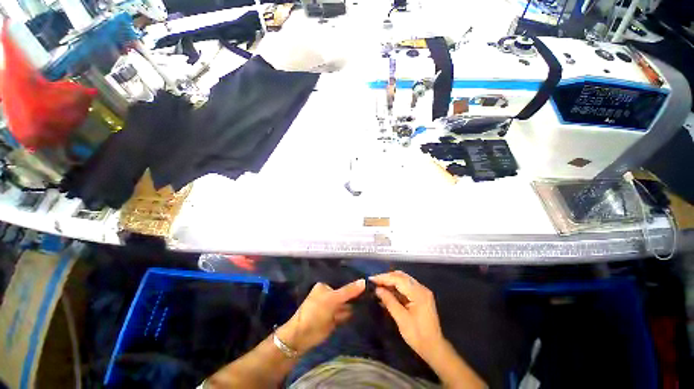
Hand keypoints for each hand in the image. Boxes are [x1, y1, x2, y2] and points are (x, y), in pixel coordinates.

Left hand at [277, 279, 364, 354]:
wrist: (303, 336)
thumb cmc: (316, 311)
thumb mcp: (333, 298)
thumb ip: (348, 291)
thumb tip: (364, 281)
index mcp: (325, 286)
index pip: (341, 281)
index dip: (352, 281)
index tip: (367, 280)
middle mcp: (329, 295)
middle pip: (344, 292)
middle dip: (355, 293)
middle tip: (372, 290)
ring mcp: (331, 308)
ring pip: (346, 303)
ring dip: (355, 303)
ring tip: (372, 298)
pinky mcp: (334, 319)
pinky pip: (345, 313)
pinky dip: (353, 313)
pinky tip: (365, 309)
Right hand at [371, 271, 444, 360]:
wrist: (434, 348)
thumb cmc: (418, 335)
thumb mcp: (401, 319)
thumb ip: (389, 301)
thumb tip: (377, 290)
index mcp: (419, 293)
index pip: (399, 279)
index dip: (384, 278)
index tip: (371, 279)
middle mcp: (421, 288)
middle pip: (401, 276)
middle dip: (387, 277)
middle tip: (374, 282)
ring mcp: (422, 291)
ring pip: (403, 280)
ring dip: (390, 281)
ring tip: (378, 286)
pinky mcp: (420, 296)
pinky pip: (406, 286)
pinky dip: (396, 287)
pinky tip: (387, 292)